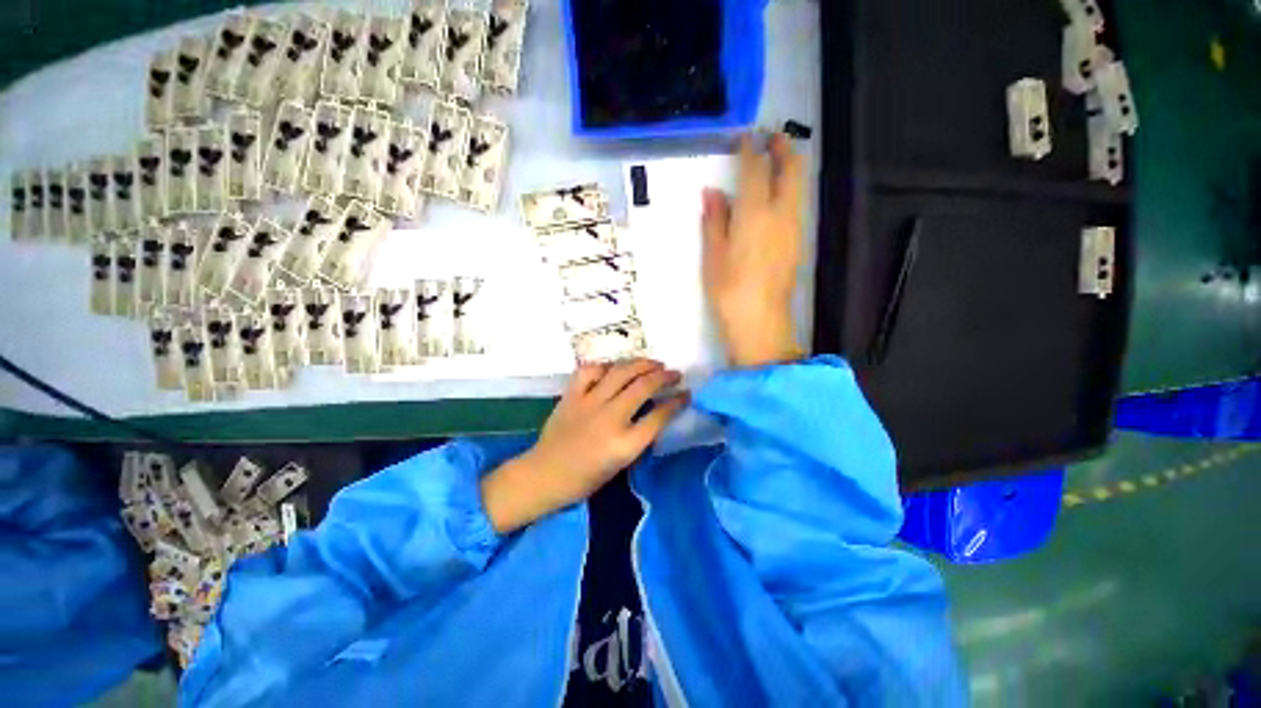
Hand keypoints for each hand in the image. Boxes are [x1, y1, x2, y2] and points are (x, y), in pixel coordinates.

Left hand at [481, 360, 687, 532]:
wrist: (545, 475)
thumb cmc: (585, 477)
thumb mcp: (621, 463)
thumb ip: (639, 436)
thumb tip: (654, 412)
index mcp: (624, 444)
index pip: (659, 416)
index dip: (677, 402)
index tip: (686, 393)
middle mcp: (609, 418)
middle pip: (643, 387)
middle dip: (664, 377)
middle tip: (675, 374)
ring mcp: (589, 403)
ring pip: (620, 372)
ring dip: (641, 364)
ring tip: (653, 363)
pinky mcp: (572, 395)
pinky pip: (590, 371)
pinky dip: (605, 366)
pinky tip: (614, 368)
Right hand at [702, 133, 805, 367]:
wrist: (760, 322)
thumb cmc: (729, 290)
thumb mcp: (713, 256)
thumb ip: (714, 221)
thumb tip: (712, 192)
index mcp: (754, 214)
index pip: (755, 170)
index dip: (751, 150)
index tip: (746, 137)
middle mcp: (781, 214)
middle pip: (791, 170)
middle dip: (783, 148)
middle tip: (772, 137)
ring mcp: (794, 229)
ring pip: (799, 187)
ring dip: (790, 168)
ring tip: (776, 160)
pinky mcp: (798, 244)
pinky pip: (798, 205)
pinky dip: (791, 189)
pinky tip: (778, 197)